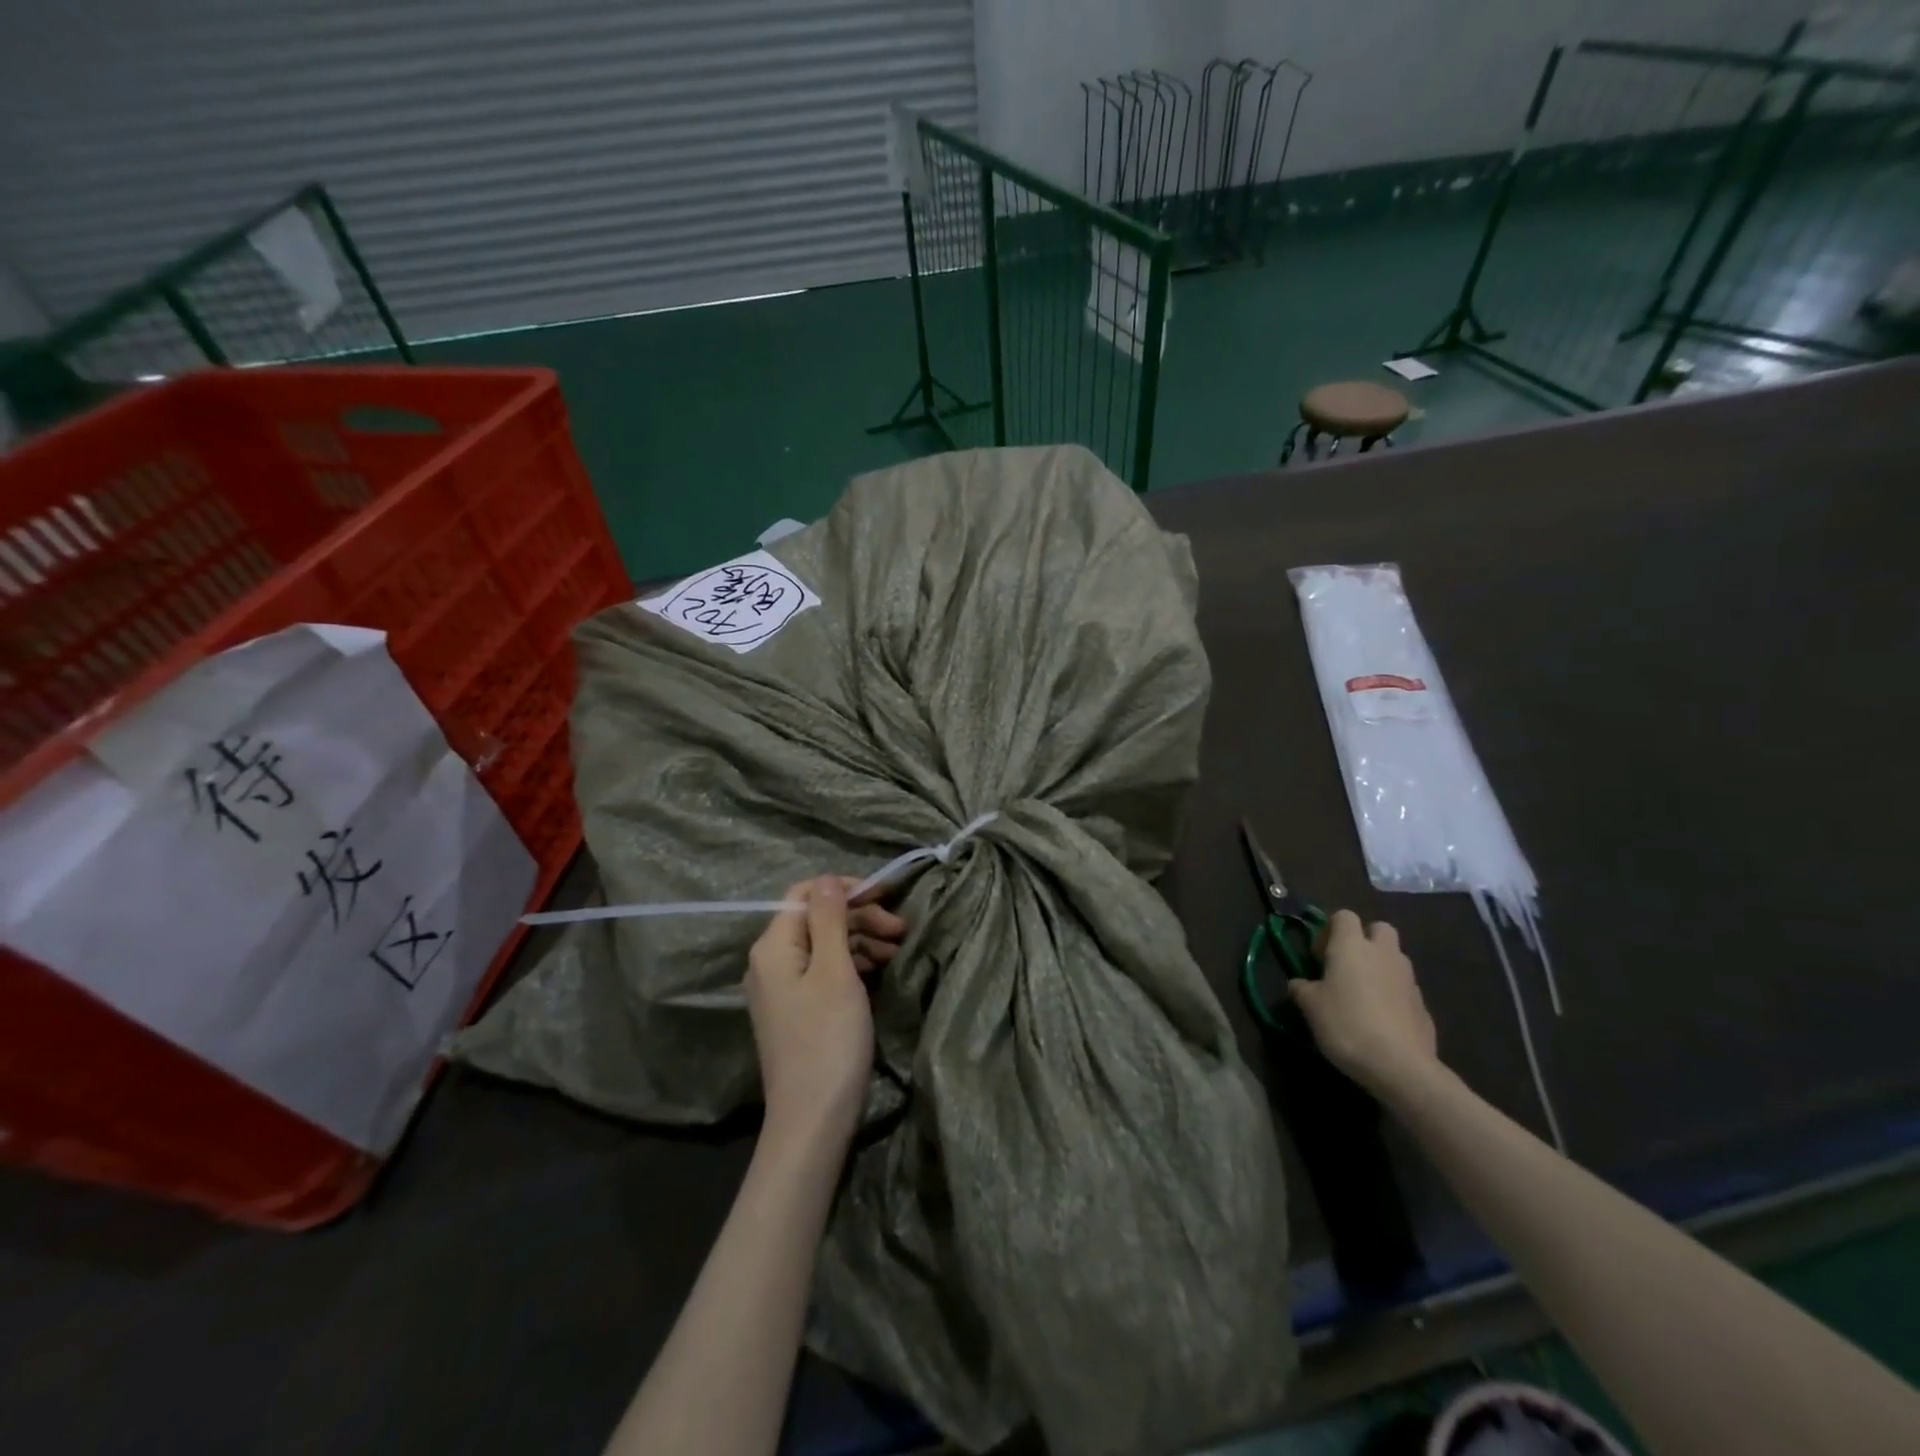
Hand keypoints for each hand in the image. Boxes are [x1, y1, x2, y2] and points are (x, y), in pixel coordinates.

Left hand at [745, 878, 904, 1141]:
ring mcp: (782, 988)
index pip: (805, 894)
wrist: (813, 1118)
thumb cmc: (827, 1039)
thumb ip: (830, 920)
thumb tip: (828, 879)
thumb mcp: (834, 971)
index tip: (886, 896)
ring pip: (823, 944)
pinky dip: (851, 963)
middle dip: (859, 916)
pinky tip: (879, 969)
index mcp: (773, 946)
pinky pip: (823, 970)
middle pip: (816, 919)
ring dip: (860, 939)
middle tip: (900, 929)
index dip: (845, 889)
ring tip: (897, 949)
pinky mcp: (796, 1009)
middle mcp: (770, 961)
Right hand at [1288, 910, 1438, 1096]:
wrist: (1399, 1066)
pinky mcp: (1423, 1005)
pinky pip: (1404, 987)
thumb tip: (1299, 983)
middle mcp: (1383, 954)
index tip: (1319, 956)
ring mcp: (1408, 978)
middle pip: (1379, 928)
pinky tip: (1380, 1019)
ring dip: (1379, 966)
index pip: (1344, 916)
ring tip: (1362, 995)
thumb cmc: (1346, 1024)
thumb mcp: (1310, 1006)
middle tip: (1346, 965)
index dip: (1329, 930)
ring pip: (1394, 957)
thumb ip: (1302, 988)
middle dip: (1364, 939)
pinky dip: (1393, 994)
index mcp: (1352, 946)